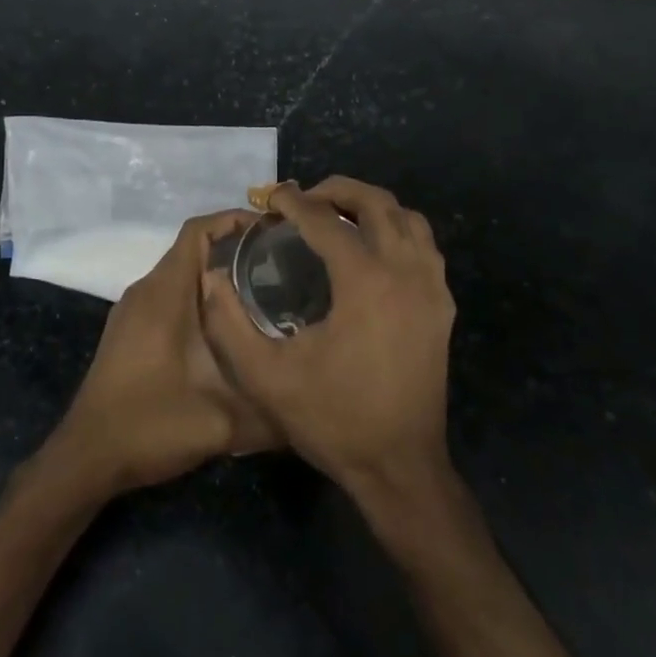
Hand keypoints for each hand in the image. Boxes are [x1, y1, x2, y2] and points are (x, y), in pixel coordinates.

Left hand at [45, 211, 278, 500]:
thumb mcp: (221, 423)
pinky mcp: (129, 332)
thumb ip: (272, 414)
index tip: (274, 230)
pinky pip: (169, 297)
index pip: (197, 232)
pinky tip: (229, 328)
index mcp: (164, 295)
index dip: (234, 220)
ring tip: (266, 293)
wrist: (88, 456)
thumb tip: (314, 408)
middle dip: (236, 251)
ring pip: (181, 276)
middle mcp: (146, 292)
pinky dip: (199, 299)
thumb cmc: (149, 426)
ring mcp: (133, 312)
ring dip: (217, 277)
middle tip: (283, 266)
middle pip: (192, 250)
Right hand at [200, 178, 455, 503]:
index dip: (293, 202)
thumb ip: (228, 323)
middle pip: (376, 203)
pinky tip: (371, 250)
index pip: (326, 221)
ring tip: (336, 216)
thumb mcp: (265, 376)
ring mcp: (432, 289)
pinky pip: (424, 247)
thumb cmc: (332, 419)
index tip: (269, 198)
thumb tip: (212, 278)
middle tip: (302, 200)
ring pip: (408, 219)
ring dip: (371, 206)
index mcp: (366, 282)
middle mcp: (406, 272)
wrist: (398, 466)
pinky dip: (397, 231)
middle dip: (336, 190)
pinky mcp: (442, 308)